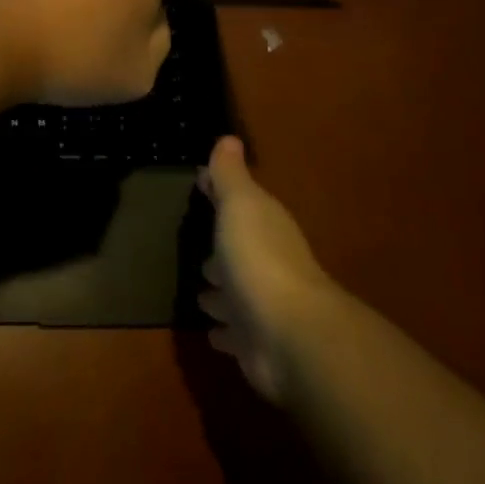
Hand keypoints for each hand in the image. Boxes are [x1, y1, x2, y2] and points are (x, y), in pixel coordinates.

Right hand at [198, 136, 336, 402]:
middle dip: (220, 252)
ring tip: (200, 292)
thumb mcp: (240, 206)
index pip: (241, 203)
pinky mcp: (254, 345)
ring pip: (234, 294)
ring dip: (220, 293)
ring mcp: (261, 307)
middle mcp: (266, 264)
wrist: (288, 335)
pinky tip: (212, 331)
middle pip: (238, 252)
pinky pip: (233, 334)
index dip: (220, 193)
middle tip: (197, 250)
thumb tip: (229, 138)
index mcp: (264, 226)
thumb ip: (230, 176)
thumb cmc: (259, 259)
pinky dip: (224, 331)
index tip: (200, 184)